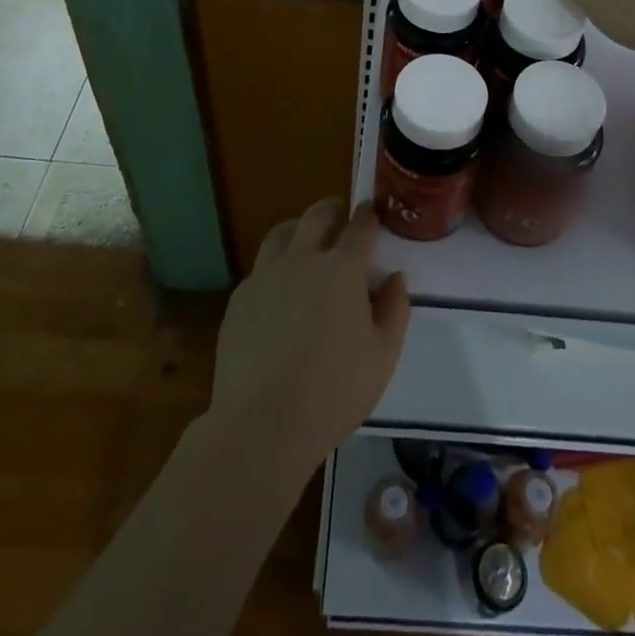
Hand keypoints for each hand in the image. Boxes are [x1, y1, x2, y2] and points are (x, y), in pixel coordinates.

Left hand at [208, 199, 410, 477]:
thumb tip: (395, 279)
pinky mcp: (239, 299)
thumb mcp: (383, 356)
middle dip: (332, 209)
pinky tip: (278, 289)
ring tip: (305, 241)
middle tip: (340, 215)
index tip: (372, 212)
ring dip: (298, 229)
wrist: (263, 425)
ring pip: (281, 233)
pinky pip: (260, 268)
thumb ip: (395, 310)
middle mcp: (302, 260)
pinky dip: (274, 266)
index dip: (368, 216)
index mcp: (342, 269)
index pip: (360, 227)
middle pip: (317, 216)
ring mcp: (265, 276)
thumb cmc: (333, 392)